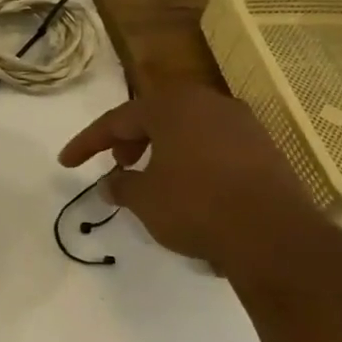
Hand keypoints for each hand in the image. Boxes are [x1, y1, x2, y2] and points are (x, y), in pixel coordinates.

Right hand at [59, 85, 321, 269]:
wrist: (275, 237)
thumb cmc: (196, 207)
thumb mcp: (144, 199)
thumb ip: (121, 185)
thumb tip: (112, 182)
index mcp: (172, 106)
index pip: (117, 119)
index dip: (87, 142)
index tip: (66, 163)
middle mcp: (209, 104)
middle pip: (155, 115)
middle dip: (129, 139)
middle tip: (116, 164)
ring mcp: (243, 124)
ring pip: (187, 128)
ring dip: (161, 148)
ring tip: (150, 177)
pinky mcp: (265, 149)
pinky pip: (214, 144)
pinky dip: (191, 158)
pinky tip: (187, 186)